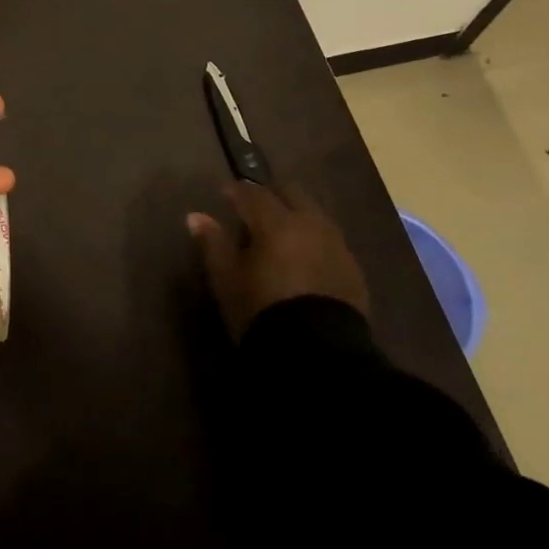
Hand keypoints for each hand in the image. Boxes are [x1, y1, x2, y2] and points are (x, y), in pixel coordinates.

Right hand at [188, 181, 369, 339]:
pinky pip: (330, 240)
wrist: (319, 356)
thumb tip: (195, 216)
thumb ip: (212, 243)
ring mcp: (336, 245)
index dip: (236, 192)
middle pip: (290, 193)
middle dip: (271, 196)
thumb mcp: (227, 279)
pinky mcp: (353, 270)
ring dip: (295, 215)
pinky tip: (304, 260)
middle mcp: (310, 223)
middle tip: (254, 211)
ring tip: (280, 236)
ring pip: (314, 214)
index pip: (252, 193)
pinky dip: (313, 239)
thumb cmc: (262, 311)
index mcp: (276, 221)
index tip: (224, 196)